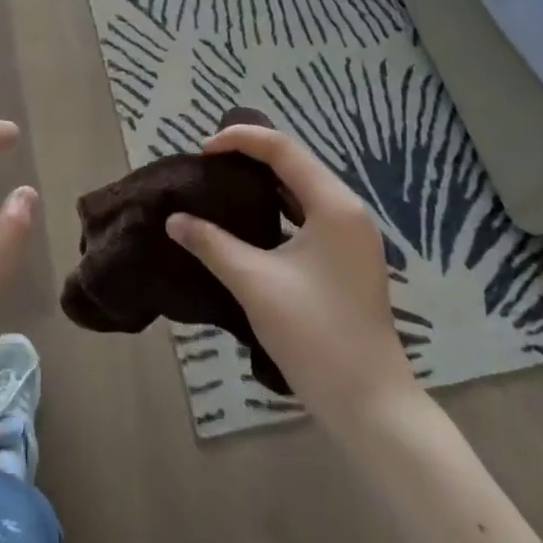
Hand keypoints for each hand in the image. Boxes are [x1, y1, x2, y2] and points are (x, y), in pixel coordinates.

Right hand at [166, 123, 418, 423]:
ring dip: (264, 183)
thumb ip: (211, 243)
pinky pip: (308, 216)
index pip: (283, 149)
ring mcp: (351, 237)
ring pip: (302, 191)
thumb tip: (174, 219)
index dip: (240, 139)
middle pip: (295, 164)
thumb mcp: (254, 282)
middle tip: (207, 163)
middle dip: (251, 156)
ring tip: (222, 184)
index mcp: (333, 205)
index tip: (201, 150)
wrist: (368, 403)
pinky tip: (249, 222)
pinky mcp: (347, 260)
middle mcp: (348, 211)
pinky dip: (277, 209)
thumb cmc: (314, 333)